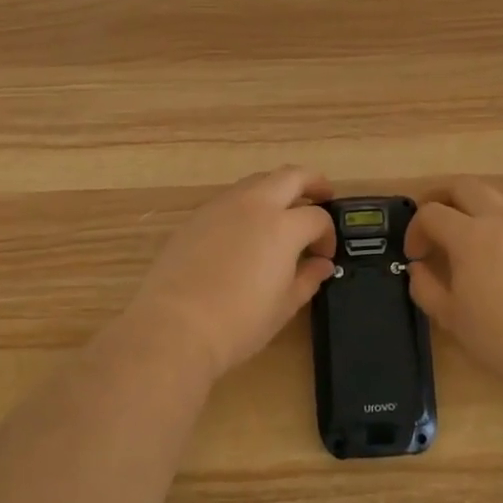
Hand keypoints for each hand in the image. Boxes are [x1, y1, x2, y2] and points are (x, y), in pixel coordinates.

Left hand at [126, 166, 336, 382]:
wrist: (174, 327)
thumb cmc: (238, 322)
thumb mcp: (284, 305)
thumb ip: (308, 278)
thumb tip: (321, 264)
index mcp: (283, 226)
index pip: (317, 217)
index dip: (328, 235)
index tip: (324, 255)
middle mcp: (255, 204)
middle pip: (292, 175)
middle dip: (313, 182)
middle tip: (324, 196)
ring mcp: (223, 205)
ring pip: (260, 180)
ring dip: (279, 188)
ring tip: (285, 211)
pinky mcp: (198, 215)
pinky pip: (233, 196)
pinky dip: (250, 202)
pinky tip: (248, 227)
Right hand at [404, 177, 502, 393]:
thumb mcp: (452, 318)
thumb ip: (426, 288)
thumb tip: (418, 268)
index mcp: (471, 235)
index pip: (432, 212)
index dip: (415, 229)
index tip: (415, 256)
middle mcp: (501, 220)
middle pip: (464, 186)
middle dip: (441, 198)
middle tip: (432, 224)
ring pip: (494, 198)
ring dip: (472, 208)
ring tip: (465, 241)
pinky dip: (498, 227)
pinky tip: (499, 261)